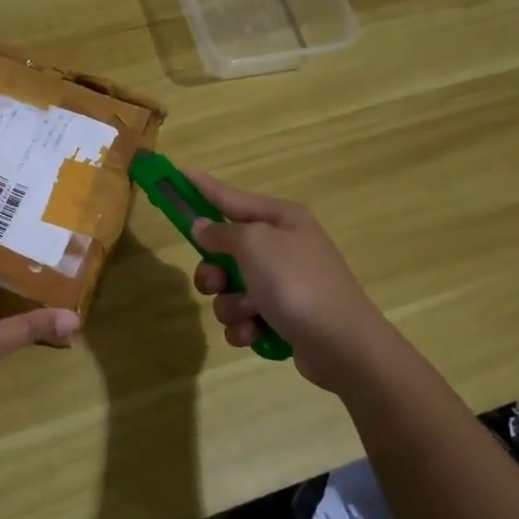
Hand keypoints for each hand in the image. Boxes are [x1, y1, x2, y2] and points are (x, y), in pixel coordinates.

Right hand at [186, 170, 380, 394]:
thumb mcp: (255, 245)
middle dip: (213, 272)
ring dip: (230, 304)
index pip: (230, 197)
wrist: (343, 345)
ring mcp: (282, 284)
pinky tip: (257, 333)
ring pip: (229, 289)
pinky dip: (245, 326)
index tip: (176, 174)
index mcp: (281, 219)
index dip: (201, 187)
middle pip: (223, 250)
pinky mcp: (281, 318)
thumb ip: (221, 233)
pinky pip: (243, 317)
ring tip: (250, 313)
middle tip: (216, 282)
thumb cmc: (297, 283)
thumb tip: (201, 226)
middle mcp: (282, 247)